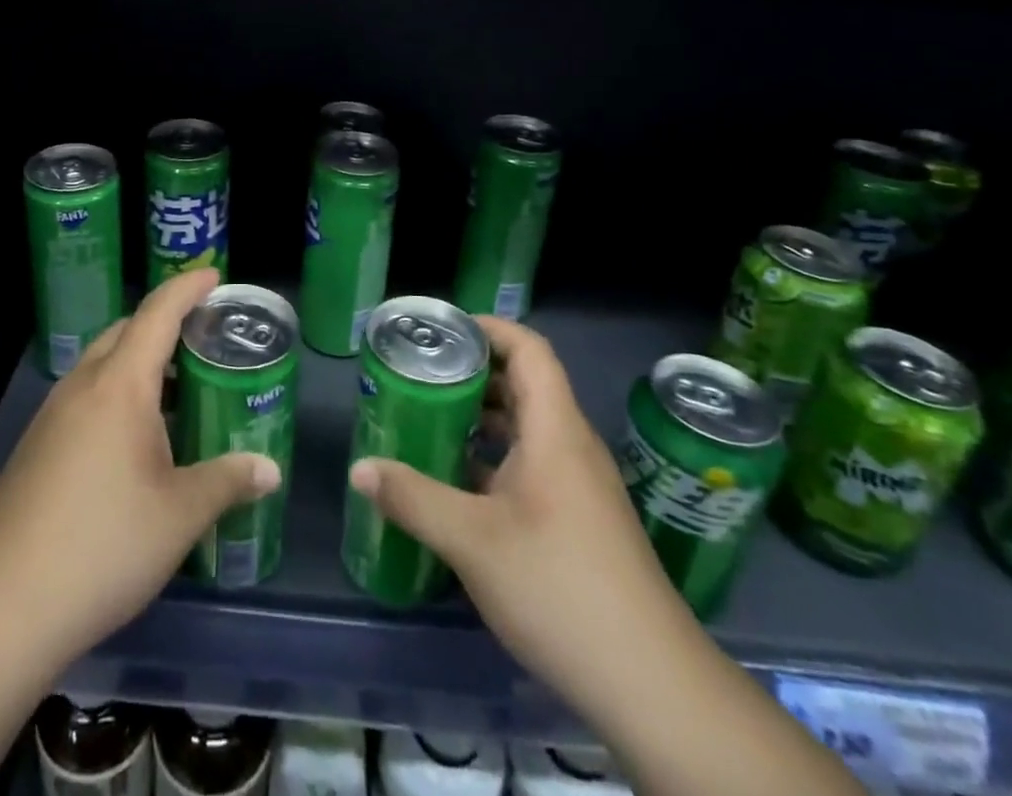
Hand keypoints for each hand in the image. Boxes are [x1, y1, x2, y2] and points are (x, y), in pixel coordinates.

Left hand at [0, 268, 281, 672]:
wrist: (1, 607)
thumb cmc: (103, 545)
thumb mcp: (180, 515)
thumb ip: (228, 482)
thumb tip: (270, 470)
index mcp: (119, 385)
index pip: (157, 313)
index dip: (187, 288)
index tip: (214, 276)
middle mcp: (82, 386)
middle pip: (125, 332)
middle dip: (164, 323)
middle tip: (203, 339)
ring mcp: (52, 416)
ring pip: (101, 365)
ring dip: (138, 362)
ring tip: (176, 390)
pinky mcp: (35, 447)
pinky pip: (85, 397)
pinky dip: (116, 394)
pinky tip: (135, 441)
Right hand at [347, 316, 678, 702]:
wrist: (651, 684)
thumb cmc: (560, 587)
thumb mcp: (473, 540)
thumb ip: (412, 498)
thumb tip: (360, 469)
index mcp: (555, 429)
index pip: (529, 349)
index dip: (488, 327)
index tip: (441, 330)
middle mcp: (571, 445)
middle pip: (524, 384)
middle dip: (472, 372)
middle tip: (419, 374)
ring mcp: (578, 484)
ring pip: (526, 427)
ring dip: (480, 417)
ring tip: (428, 419)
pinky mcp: (578, 519)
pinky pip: (531, 464)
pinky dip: (493, 457)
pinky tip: (457, 482)